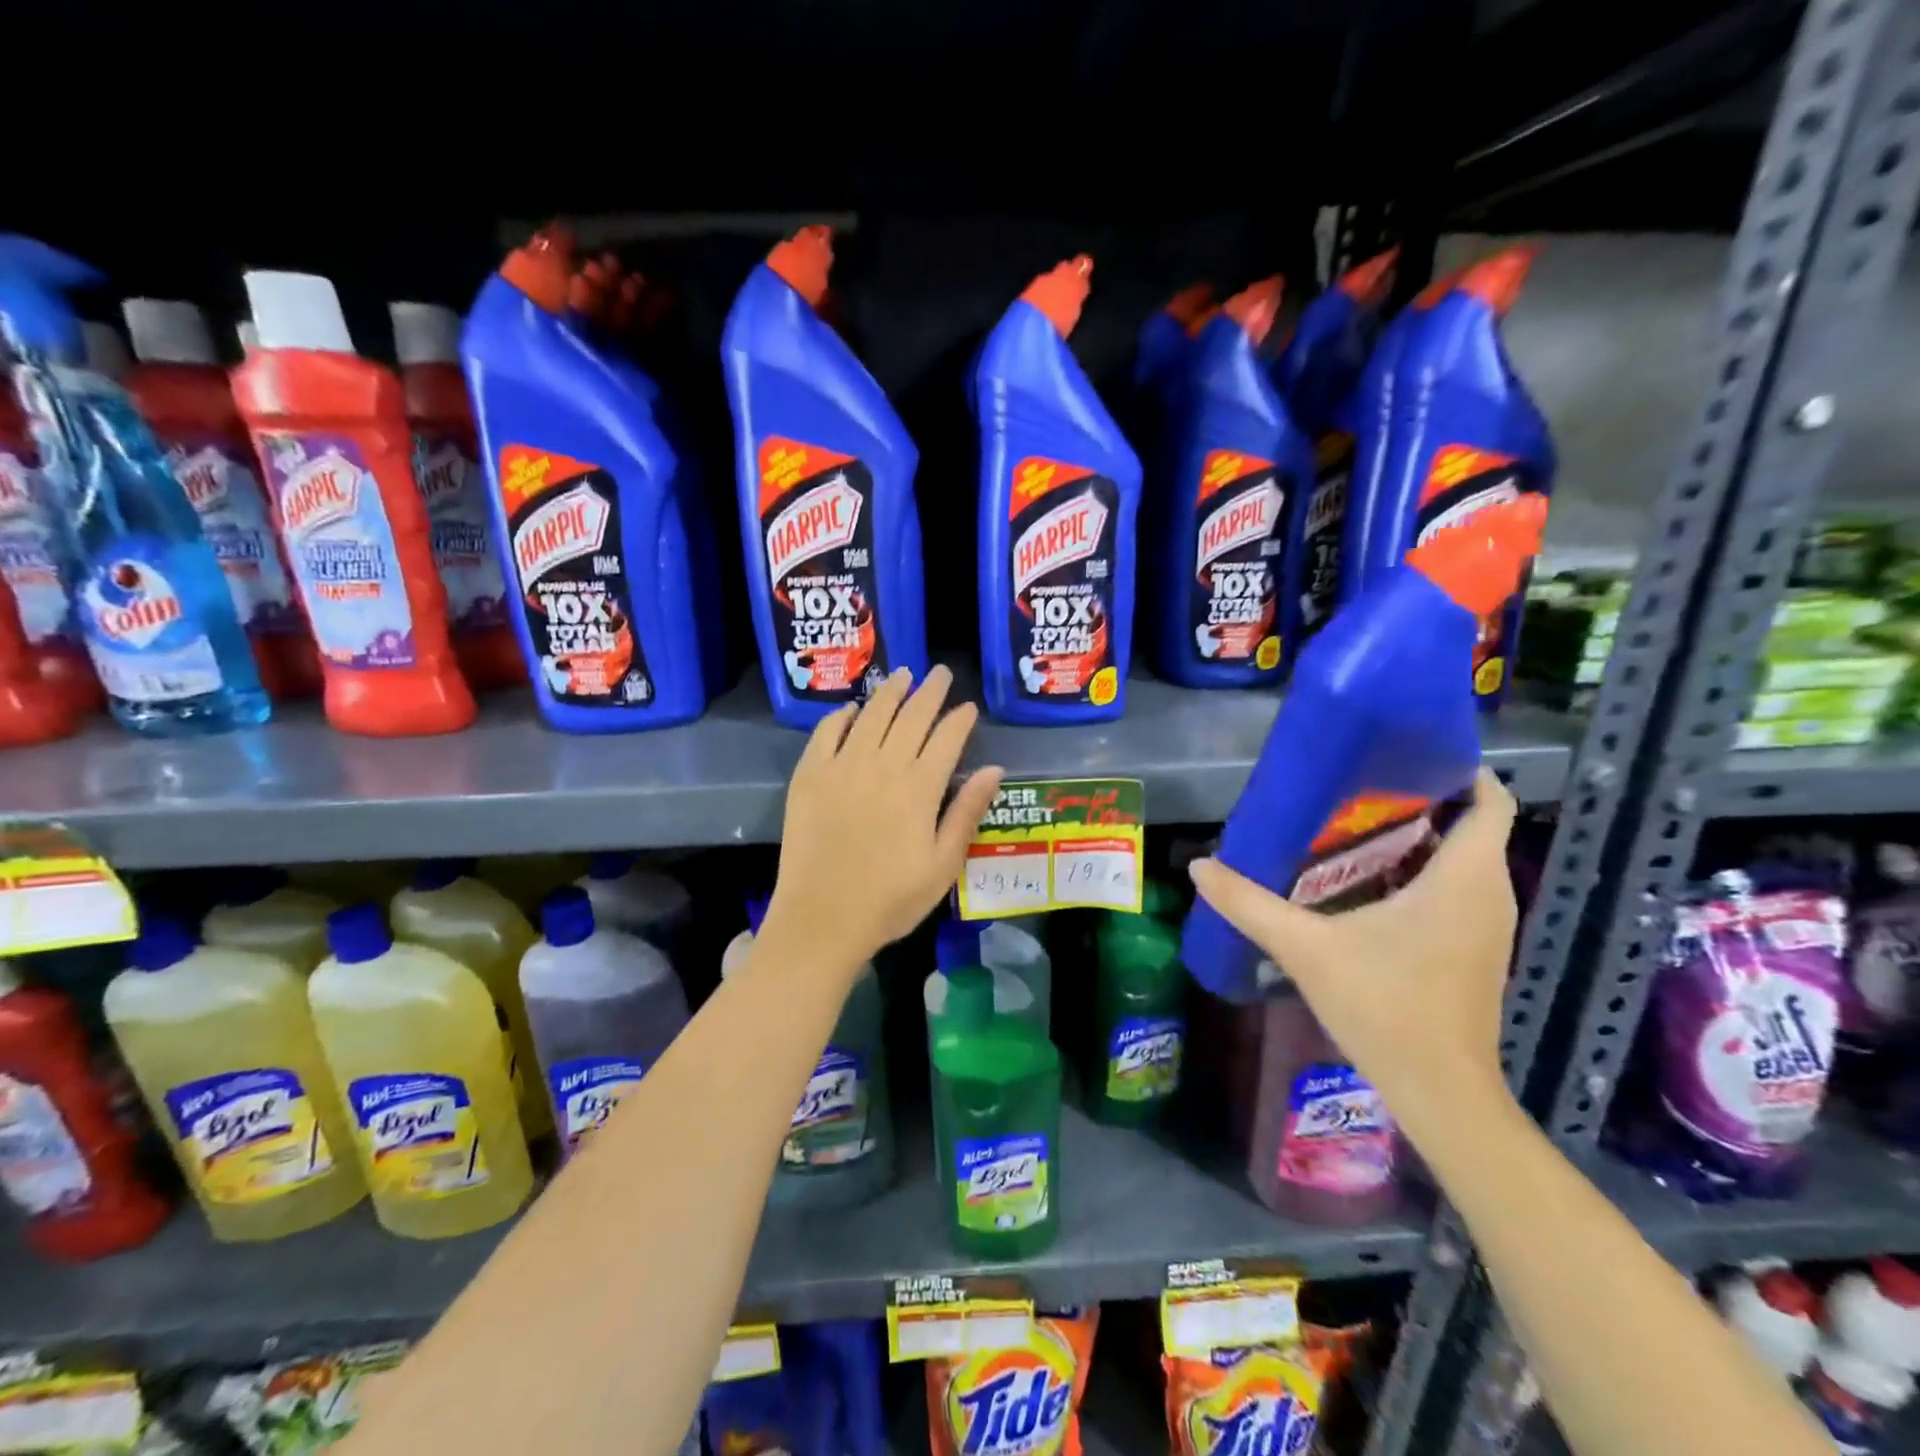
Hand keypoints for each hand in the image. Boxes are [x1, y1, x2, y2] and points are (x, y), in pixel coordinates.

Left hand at [767, 666, 1003, 967]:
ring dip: (889, 692)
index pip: (947, 739)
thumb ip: (967, 812)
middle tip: (939, 673)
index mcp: (919, 788)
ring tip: (902, 674)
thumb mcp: (943, 865)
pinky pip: (826, 733)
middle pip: (911, 717)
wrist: (822, 919)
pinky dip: (840, 716)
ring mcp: (842, 767)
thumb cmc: (891, 900)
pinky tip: (851, 708)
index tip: (968, 706)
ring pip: (871, 716)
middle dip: (929, 691)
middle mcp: (882, 766)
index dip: (960, 719)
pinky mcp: (809, 776)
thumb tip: (994, 768)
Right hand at [1188, 769, 1519, 1125]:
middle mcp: (1489, 893)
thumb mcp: (1305, 947)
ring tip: (1350, 825)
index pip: (1488, 801)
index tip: (1402, 754)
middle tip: (1352, 788)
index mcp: (1464, 878)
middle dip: (1417, 800)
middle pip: (1468, 825)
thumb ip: (1249, 903)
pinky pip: (1455, 889)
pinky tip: (1364, 882)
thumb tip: (1199, 866)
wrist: (1440, 1092)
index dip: (1458, 770)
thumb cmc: (1384, 1007)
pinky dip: (1419, 872)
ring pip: (1461, 859)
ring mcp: (1486, 925)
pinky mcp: (1473, 949)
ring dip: (1415, 838)